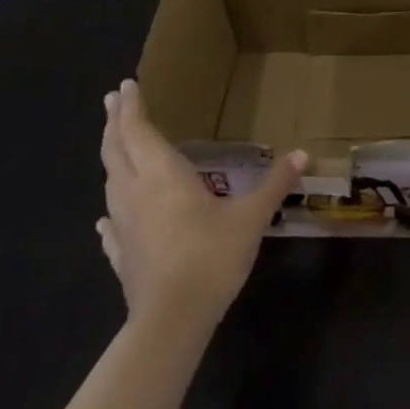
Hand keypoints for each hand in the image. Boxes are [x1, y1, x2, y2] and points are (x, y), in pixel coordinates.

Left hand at [97, 79, 303, 324]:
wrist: (171, 323)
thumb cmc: (210, 257)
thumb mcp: (251, 217)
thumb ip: (275, 183)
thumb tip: (302, 154)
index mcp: (162, 175)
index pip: (140, 130)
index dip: (132, 107)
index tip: (125, 85)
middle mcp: (136, 192)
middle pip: (117, 150)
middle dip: (115, 123)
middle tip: (111, 100)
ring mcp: (123, 226)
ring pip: (110, 182)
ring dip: (112, 157)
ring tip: (115, 145)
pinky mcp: (121, 257)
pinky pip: (111, 224)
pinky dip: (110, 210)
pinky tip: (106, 217)